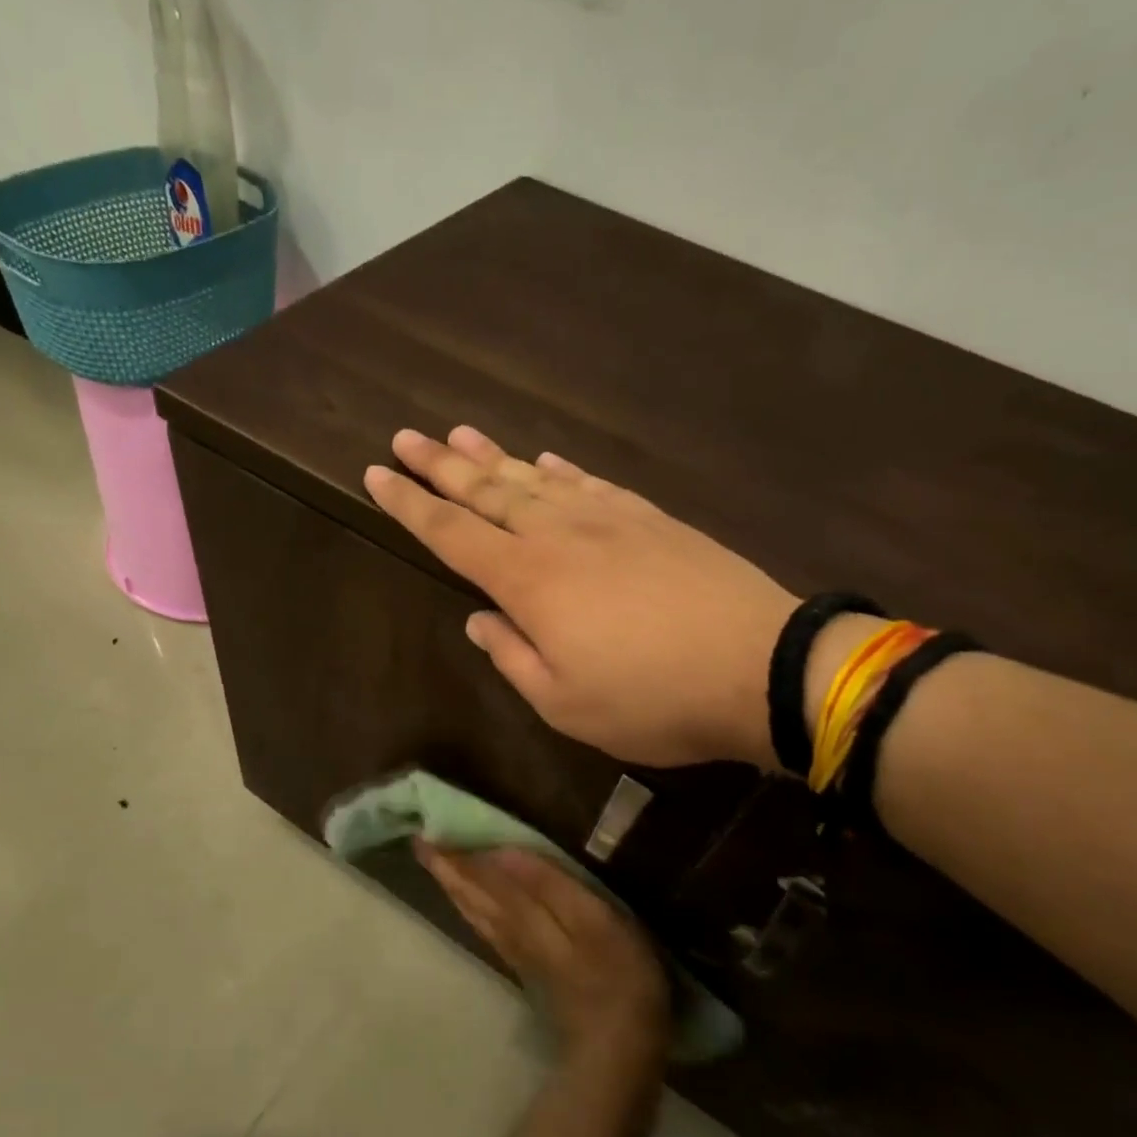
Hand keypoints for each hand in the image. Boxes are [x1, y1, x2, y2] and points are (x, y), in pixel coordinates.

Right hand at [365, 426, 796, 768]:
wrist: (760, 667)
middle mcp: (559, 535)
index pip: (452, 533)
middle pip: (487, 491)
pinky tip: (544, 459)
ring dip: (493, 456)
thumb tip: (479, 620)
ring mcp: (609, 519)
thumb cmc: (651, 698)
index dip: (410, 505)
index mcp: (528, 581)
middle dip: (441, 464)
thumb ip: (512, 656)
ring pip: (535, 478)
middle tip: (405, 438)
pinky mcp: (651, 519)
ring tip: (460, 433)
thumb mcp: (564, 703)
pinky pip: (590, 483)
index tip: (376, 475)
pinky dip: (559, 469)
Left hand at [414, 841, 670, 1069]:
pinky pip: (486, 929)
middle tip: (419, 842)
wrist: (618, 1047)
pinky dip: (471, 910)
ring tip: (436, 866)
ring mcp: (517, 951)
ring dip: (453, 887)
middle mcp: (509, 929)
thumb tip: (502, 851)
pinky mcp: (527, 968)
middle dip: (445, 866)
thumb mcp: (592, 920)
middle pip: (470, 893)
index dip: (455, 852)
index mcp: (522, 913)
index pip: (480, 875)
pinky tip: (469, 906)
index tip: (426, 829)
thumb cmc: (616, 973)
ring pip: (473, 912)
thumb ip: (547, 885)